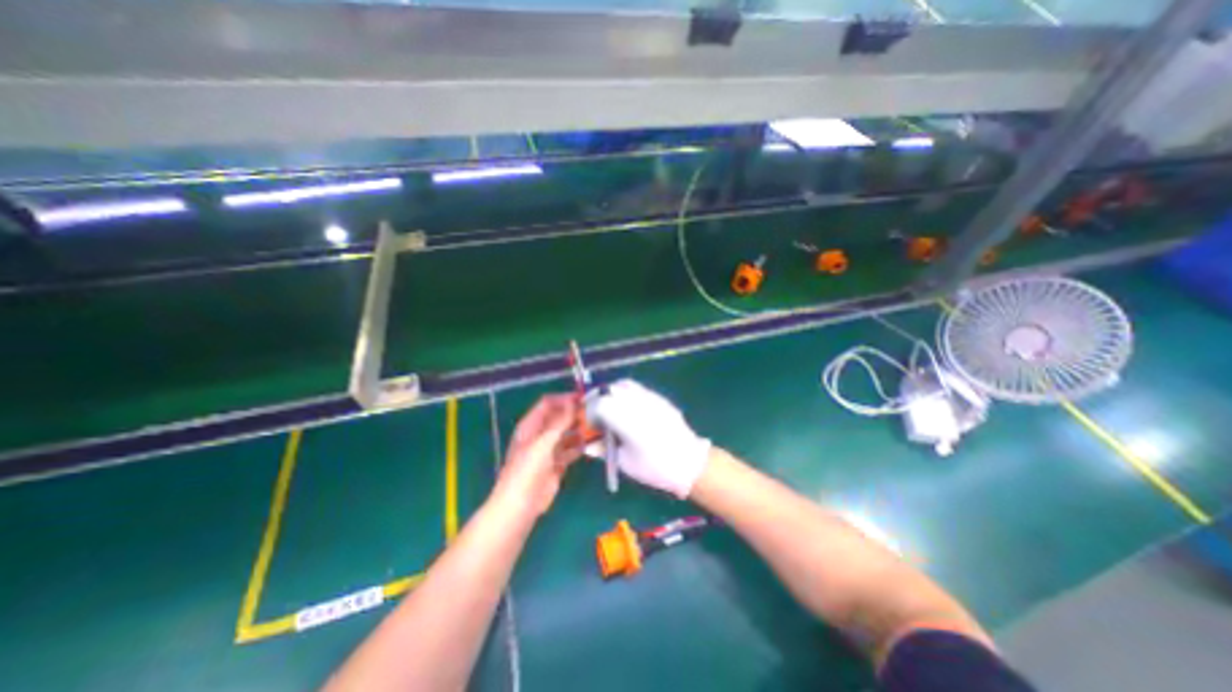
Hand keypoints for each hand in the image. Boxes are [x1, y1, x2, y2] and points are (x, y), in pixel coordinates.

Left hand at [496, 394, 583, 517]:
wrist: (521, 505)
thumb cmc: (528, 469)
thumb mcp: (544, 442)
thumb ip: (560, 422)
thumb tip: (573, 402)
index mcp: (531, 425)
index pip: (548, 404)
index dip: (564, 399)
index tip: (582, 398)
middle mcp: (539, 435)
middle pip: (558, 418)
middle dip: (574, 413)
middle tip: (593, 411)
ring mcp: (548, 450)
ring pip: (566, 434)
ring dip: (578, 429)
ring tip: (595, 425)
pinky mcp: (556, 465)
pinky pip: (570, 450)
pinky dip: (580, 446)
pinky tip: (591, 444)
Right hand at [588, 378, 713, 496]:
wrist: (690, 462)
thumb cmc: (655, 467)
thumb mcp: (625, 462)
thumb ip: (604, 450)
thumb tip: (588, 445)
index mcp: (628, 420)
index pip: (600, 404)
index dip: (589, 411)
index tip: (587, 422)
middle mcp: (638, 403)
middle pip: (610, 390)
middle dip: (597, 398)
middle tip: (593, 411)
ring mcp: (650, 398)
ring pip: (623, 385)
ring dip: (610, 392)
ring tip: (607, 406)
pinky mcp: (659, 398)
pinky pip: (637, 388)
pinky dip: (625, 393)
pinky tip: (626, 407)